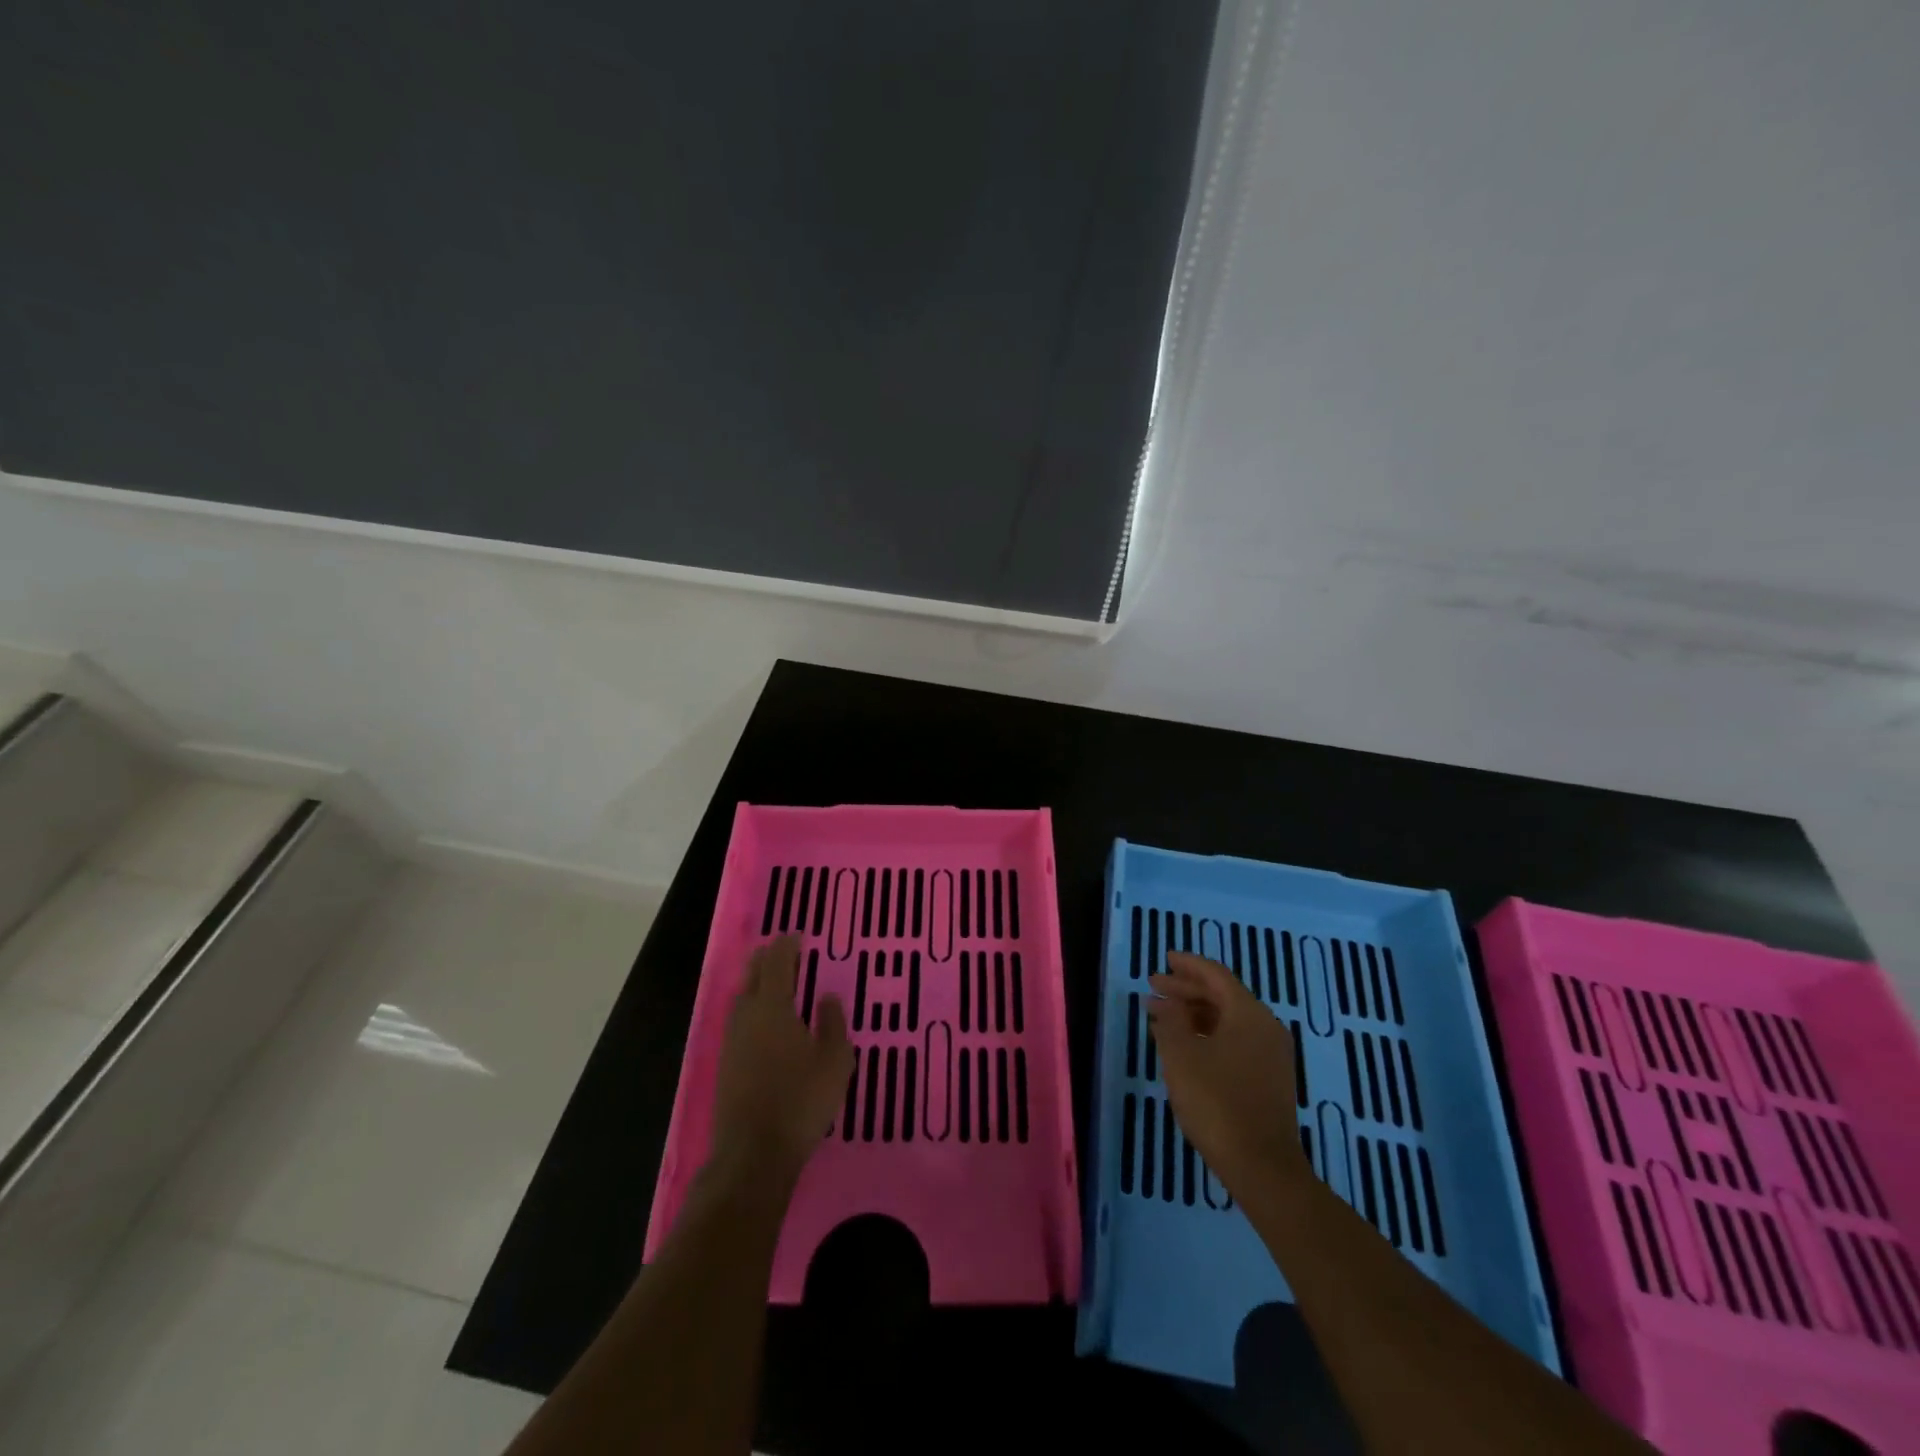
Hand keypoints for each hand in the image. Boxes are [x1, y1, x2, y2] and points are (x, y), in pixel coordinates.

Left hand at [710, 936, 853, 1181]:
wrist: (752, 1154)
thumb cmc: (801, 1101)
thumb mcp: (835, 1061)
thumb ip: (832, 1024)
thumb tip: (827, 998)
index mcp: (772, 1006)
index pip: (777, 962)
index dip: (787, 945)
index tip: (798, 936)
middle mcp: (746, 1015)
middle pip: (753, 974)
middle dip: (768, 959)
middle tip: (787, 954)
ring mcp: (732, 1039)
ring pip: (743, 997)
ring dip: (758, 984)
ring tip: (779, 985)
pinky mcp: (726, 1062)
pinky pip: (740, 1020)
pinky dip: (754, 1008)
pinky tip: (767, 1023)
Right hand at [1148, 951, 1307, 1197]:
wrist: (1261, 1166)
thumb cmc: (1216, 1102)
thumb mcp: (1181, 1055)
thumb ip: (1172, 1020)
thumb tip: (1168, 1002)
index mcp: (1248, 1013)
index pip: (1215, 975)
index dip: (1188, 965)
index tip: (1165, 959)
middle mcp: (1265, 1026)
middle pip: (1222, 995)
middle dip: (1186, 990)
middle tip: (1153, 988)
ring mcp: (1270, 1054)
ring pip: (1227, 1019)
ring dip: (1194, 1013)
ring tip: (1161, 1016)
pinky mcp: (1268, 1078)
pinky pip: (1234, 1040)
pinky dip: (1207, 1034)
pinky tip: (1184, 1045)